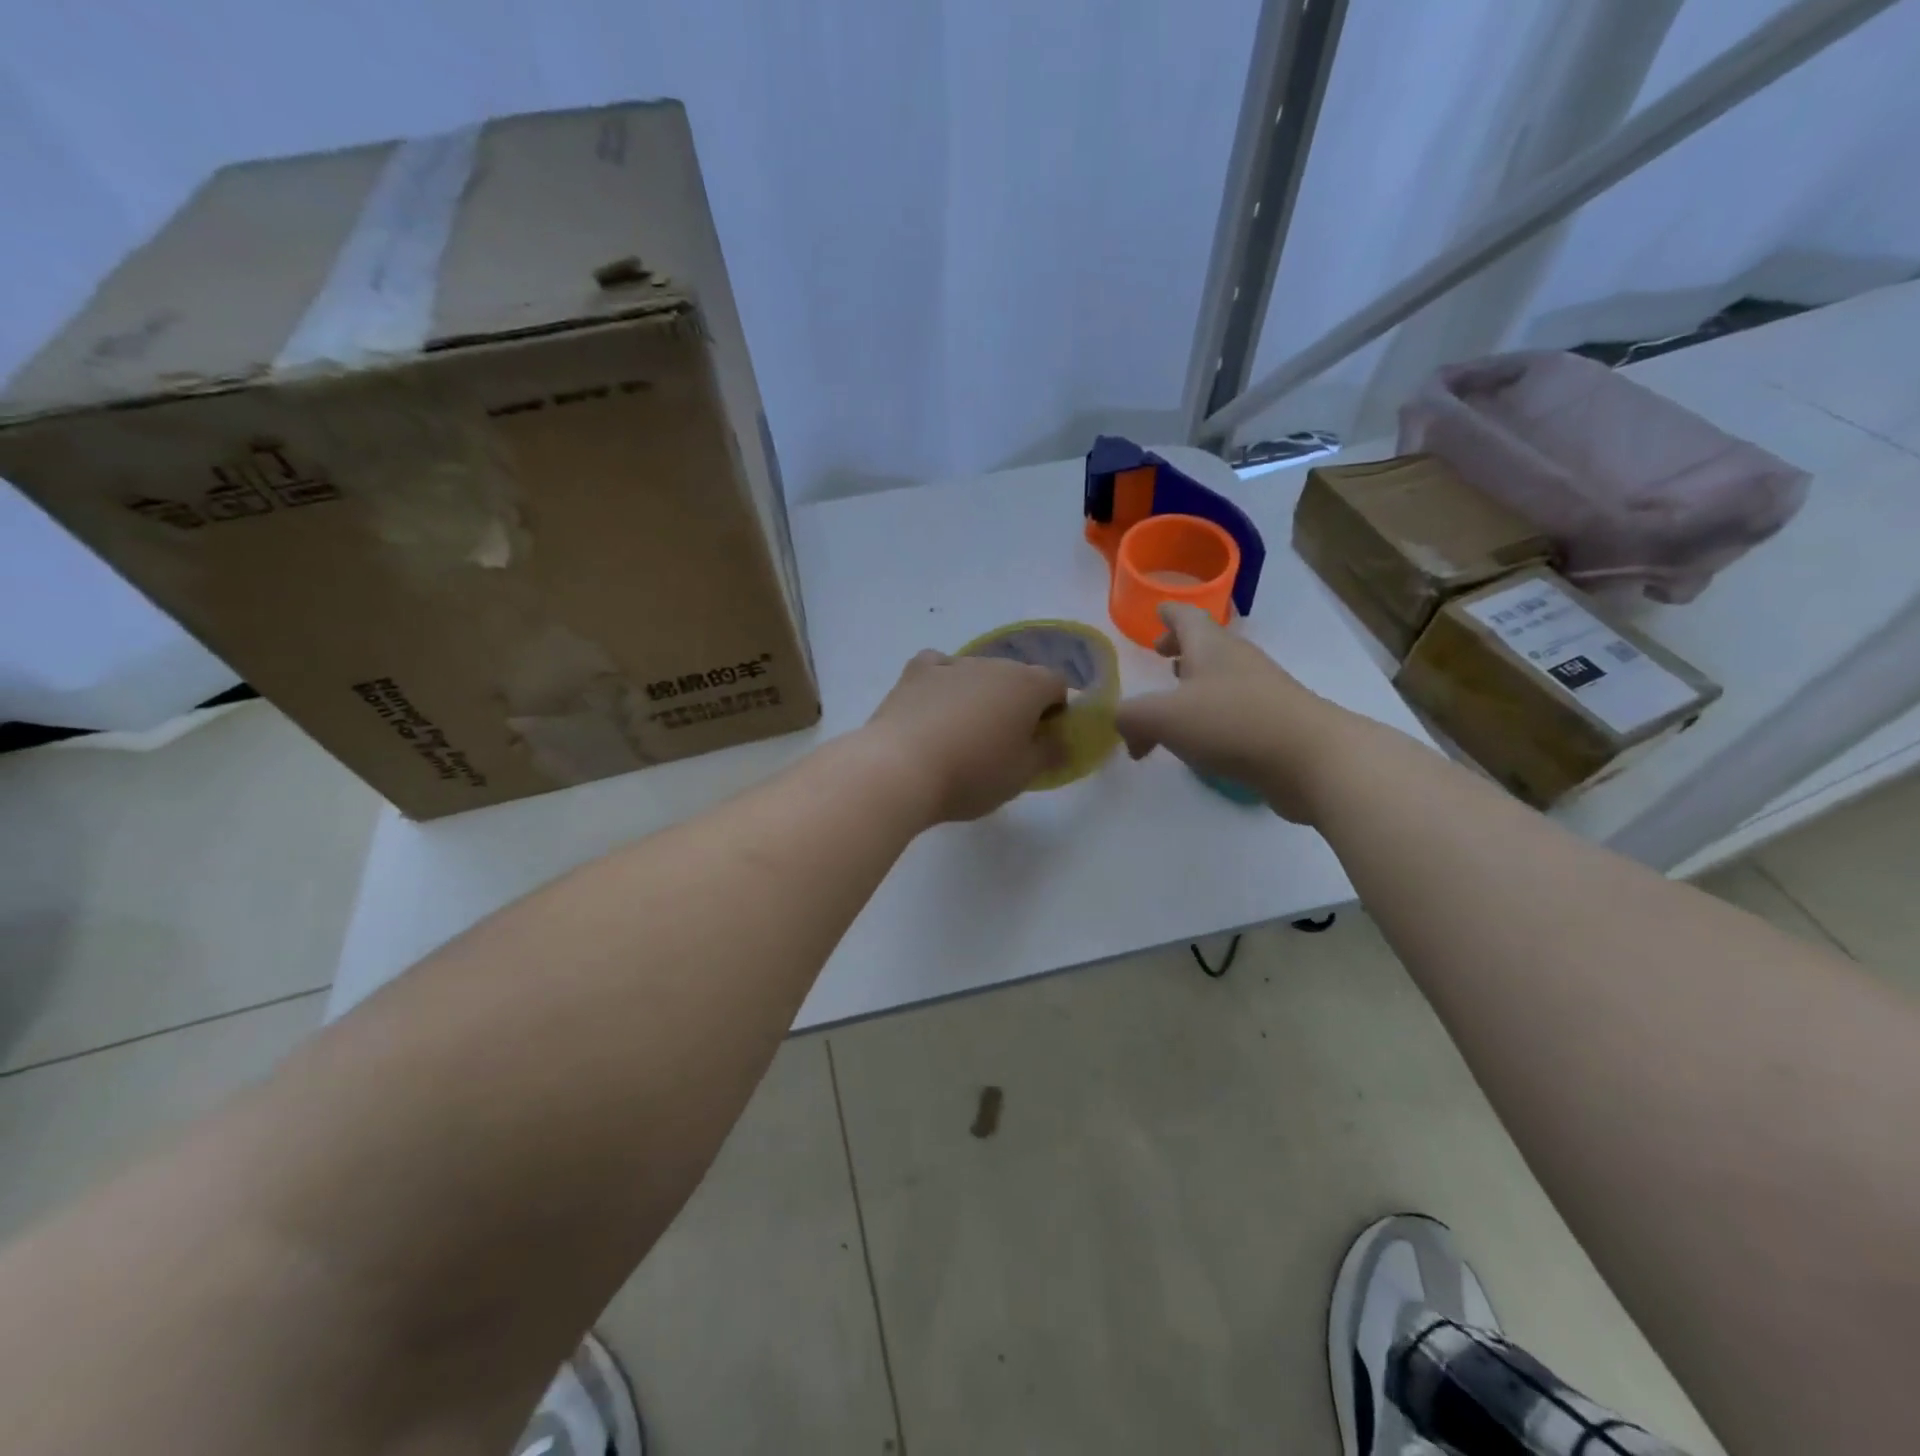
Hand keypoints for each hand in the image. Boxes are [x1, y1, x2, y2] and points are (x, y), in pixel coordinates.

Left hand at [862, 650, 1067, 823]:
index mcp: (1027, 685)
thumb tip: (1061, 741)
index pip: (1057, 685)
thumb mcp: (1022, 776)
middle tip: (1003, 743)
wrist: (900, 769)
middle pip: (1017, 677)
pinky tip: (935, 706)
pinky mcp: (916, 672)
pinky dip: (943, 682)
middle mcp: (993, 664)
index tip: (1042, 739)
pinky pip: (939, 667)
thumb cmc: (972, 775)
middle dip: (1017, 703)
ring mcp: (952, 664)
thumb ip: (1050, 754)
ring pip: (978, 673)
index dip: (1055, 710)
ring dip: (980, 695)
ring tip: (963, 733)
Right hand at [1113, 604, 1354, 823]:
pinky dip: (1212, 717)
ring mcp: (1262, 692)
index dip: (1169, 613)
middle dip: (1181, 650)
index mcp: (1210, 646)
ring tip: (1174, 703)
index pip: (1187, 615)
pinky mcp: (1275, 724)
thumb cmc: (1232, 723)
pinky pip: (1234, 711)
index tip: (1157, 611)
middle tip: (1160, 659)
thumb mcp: (1163, 717)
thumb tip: (1122, 724)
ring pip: (1221, 678)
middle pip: (1206, 645)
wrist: (1311, 760)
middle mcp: (1238, 661)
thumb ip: (1130, 716)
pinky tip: (1200, 741)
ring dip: (1196, 685)